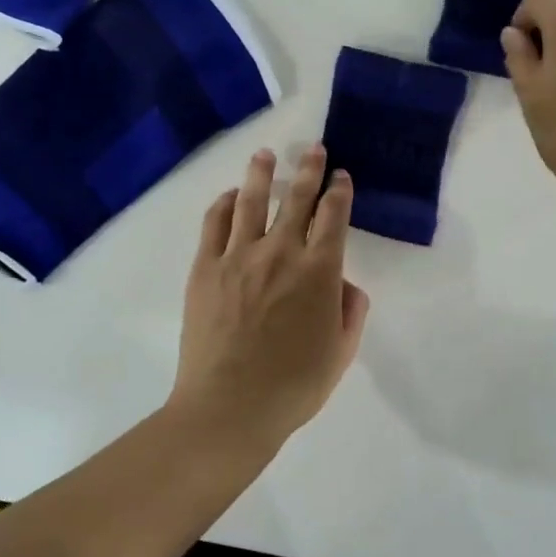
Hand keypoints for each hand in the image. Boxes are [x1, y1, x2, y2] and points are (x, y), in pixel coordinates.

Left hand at [170, 146, 369, 449]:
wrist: (229, 407)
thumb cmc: (293, 386)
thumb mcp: (341, 353)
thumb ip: (350, 312)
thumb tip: (344, 285)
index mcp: (320, 271)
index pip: (334, 217)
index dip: (339, 192)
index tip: (341, 177)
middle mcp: (281, 252)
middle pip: (296, 199)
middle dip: (308, 170)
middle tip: (313, 149)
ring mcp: (238, 257)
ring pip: (251, 201)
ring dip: (261, 174)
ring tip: (265, 154)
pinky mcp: (205, 269)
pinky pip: (214, 224)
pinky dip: (222, 204)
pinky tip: (228, 196)